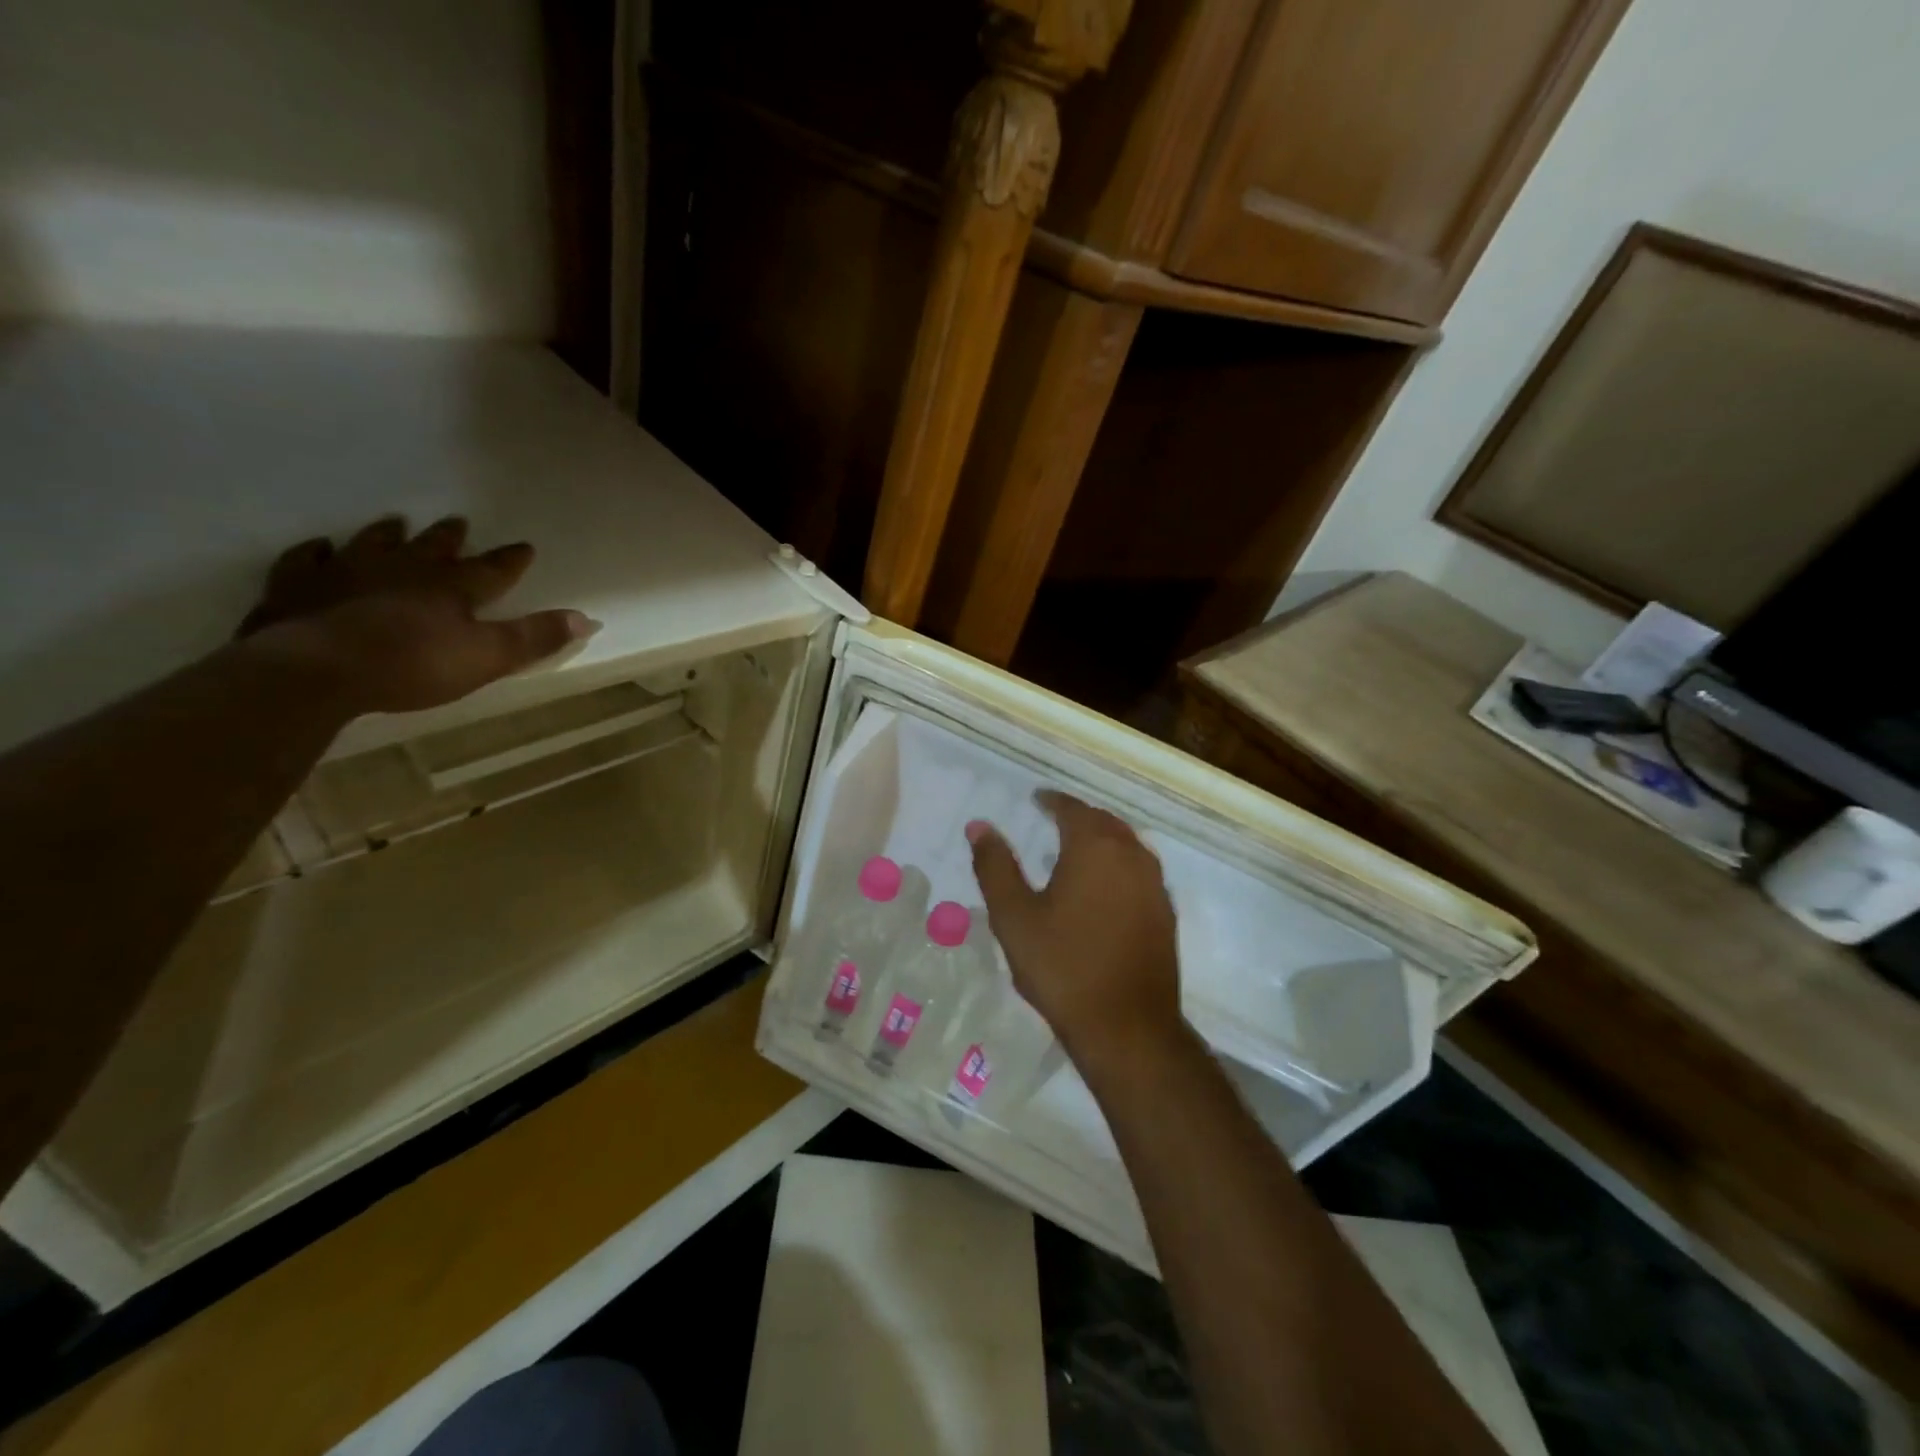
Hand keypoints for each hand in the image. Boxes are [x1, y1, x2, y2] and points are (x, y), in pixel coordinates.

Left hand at [236, 516, 599, 714]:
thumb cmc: (413, 664)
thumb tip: (587, 618)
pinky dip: (316, 552)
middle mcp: (403, 570)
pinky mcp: (299, 588)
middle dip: (449, 538)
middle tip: (457, 522)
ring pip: (373, 544)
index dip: (510, 560)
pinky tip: (319, 548)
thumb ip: (535, 638)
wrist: (317, 668)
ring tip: (395, 523)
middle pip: (432, 548)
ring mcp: (347, 574)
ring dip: (388, 535)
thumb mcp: (488, 656)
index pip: (491, 570)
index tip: (525, 546)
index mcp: (451, 588)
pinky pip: (307, 561)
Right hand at [967, 791, 1183, 1069]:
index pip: (1072, 808)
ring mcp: (1155, 885)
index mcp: (1094, 847)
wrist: (1127, 1027)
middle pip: (1104, 821)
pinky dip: (1119, 864)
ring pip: (1127, 844)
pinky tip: (1105, 887)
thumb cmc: (1063, 967)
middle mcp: (1131, 855)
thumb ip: (995, 866)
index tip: (1036, 800)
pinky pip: (1140, 871)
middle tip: (1054, 819)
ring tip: (1077, 848)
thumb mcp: (1014, 916)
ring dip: (1102, 838)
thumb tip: (979, 826)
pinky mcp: (1165, 913)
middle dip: (1078, 816)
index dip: (1052, 801)